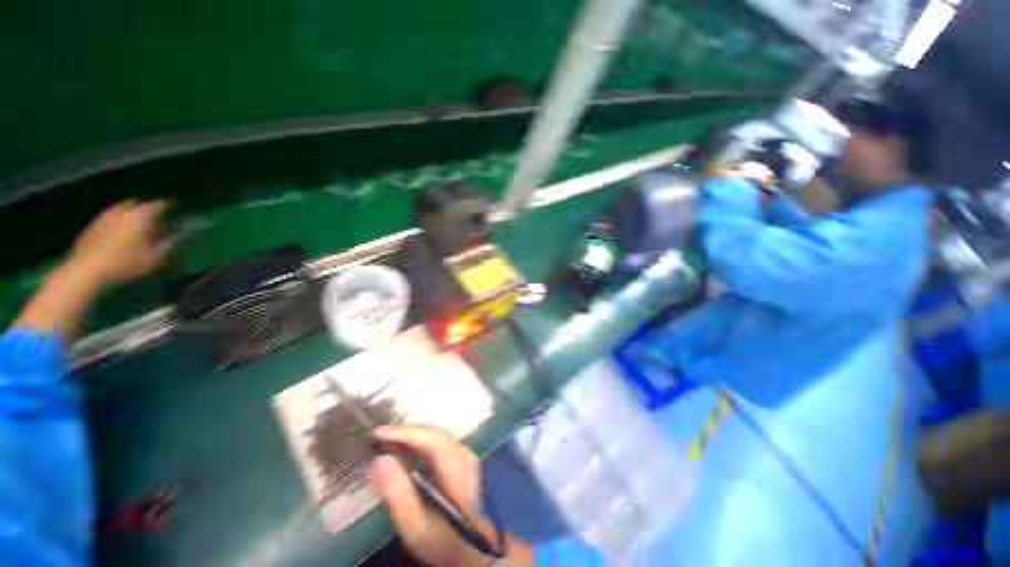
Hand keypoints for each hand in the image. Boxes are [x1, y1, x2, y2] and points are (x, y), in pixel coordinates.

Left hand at [67, 200, 174, 287]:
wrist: (86, 272)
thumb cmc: (126, 263)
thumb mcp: (157, 258)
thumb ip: (170, 245)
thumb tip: (179, 237)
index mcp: (142, 214)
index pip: (161, 204)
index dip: (171, 204)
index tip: (178, 204)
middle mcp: (123, 210)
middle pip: (138, 204)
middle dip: (147, 208)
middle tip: (156, 216)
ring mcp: (104, 217)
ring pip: (123, 211)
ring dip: (132, 216)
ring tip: (139, 226)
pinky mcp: (91, 228)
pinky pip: (111, 220)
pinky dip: (119, 224)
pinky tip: (121, 235)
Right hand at [371, 425, 488, 565]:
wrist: (476, 548)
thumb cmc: (445, 541)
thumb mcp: (417, 528)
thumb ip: (399, 494)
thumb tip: (380, 460)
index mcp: (458, 472)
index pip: (432, 441)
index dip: (405, 433)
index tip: (378, 433)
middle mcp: (466, 456)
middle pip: (436, 434)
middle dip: (408, 433)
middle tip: (380, 438)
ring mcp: (468, 456)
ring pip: (439, 435)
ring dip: (415, 436)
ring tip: (390, 441)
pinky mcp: (465, 459)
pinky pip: (441, 441)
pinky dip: (423, 442)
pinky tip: (409, 450)